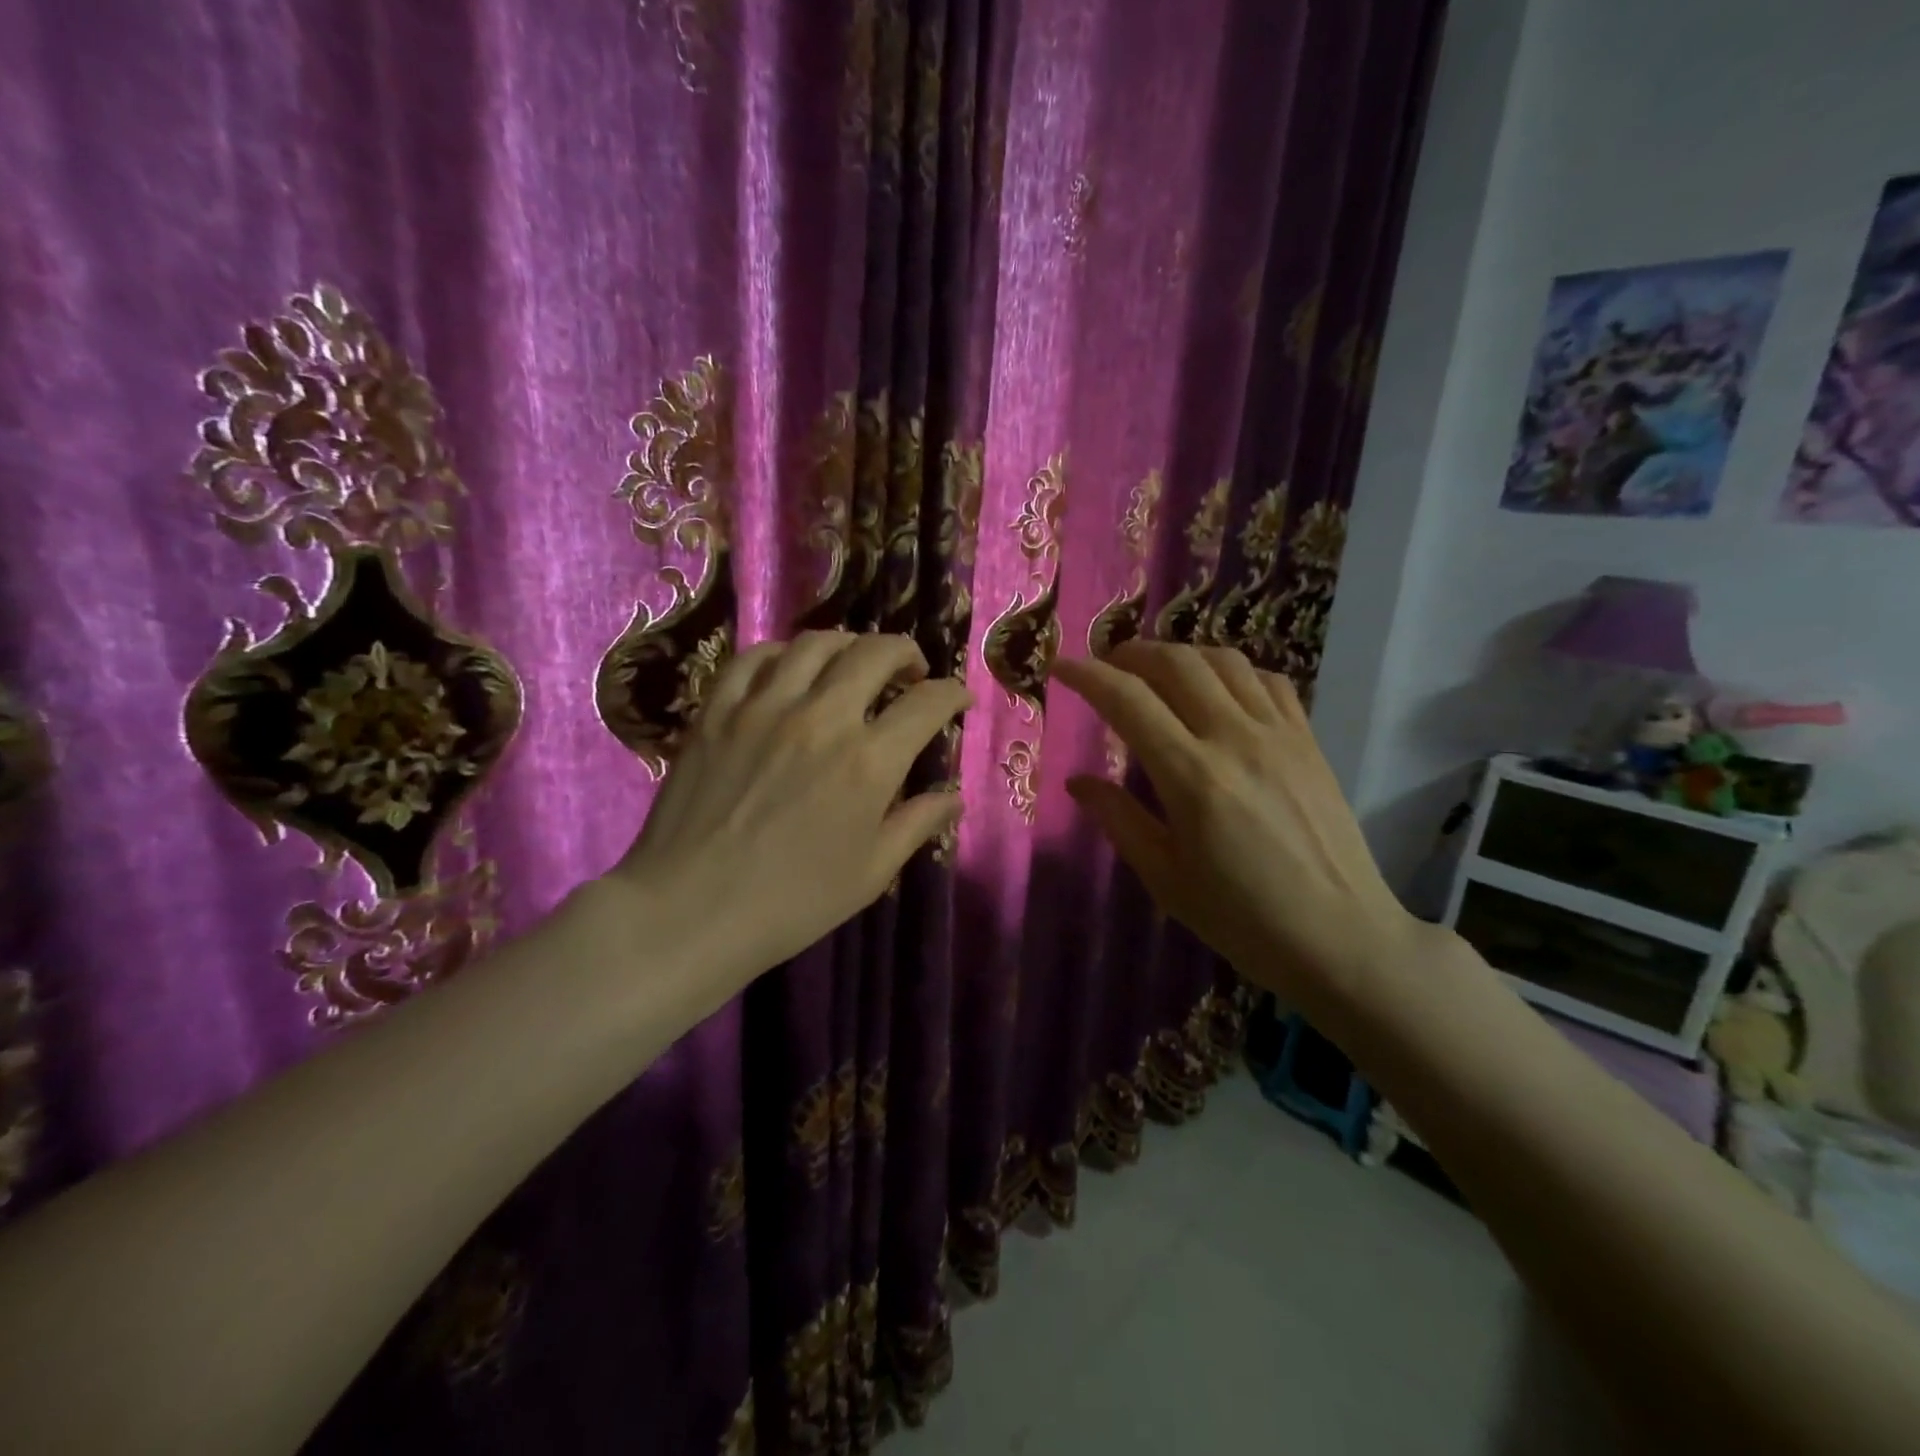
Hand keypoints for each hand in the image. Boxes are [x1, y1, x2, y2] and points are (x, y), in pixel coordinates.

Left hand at [606, 632, 970, 999]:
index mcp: (869, 762)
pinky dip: (782, 654)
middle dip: (906, 653)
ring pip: (815, 644)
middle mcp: (822, 718)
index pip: (927, 702)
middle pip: (875, 653)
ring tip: (853, 665)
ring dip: (848, 645)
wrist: (690, 911)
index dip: (953, 693)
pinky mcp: (717, 711)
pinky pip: (753, 658)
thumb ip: (917, 824)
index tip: (958, 699)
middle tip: (910, 673)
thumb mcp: (871, 873)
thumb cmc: (792, 902)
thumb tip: (954, 796)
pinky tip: (789, 670)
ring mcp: (763, 707)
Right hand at [1051, 641, 1429, 1011]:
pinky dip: (1232, 671)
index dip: (1087, 676)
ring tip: (1157, 673)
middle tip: (1106, 668)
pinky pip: (1268, 679)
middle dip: (1131, 654)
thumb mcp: (1165, 878)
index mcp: (1192, 776)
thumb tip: (1077, 781)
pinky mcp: (1309, 740)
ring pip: (1223, 660)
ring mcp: (1280, 733)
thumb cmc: (1242, 919)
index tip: (1060, 667)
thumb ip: (1118, 819)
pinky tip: (1218, 691)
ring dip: (1180, 654)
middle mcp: (1235, 738)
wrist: (1341, 937)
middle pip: (1176, 663)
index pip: (1127, 700)